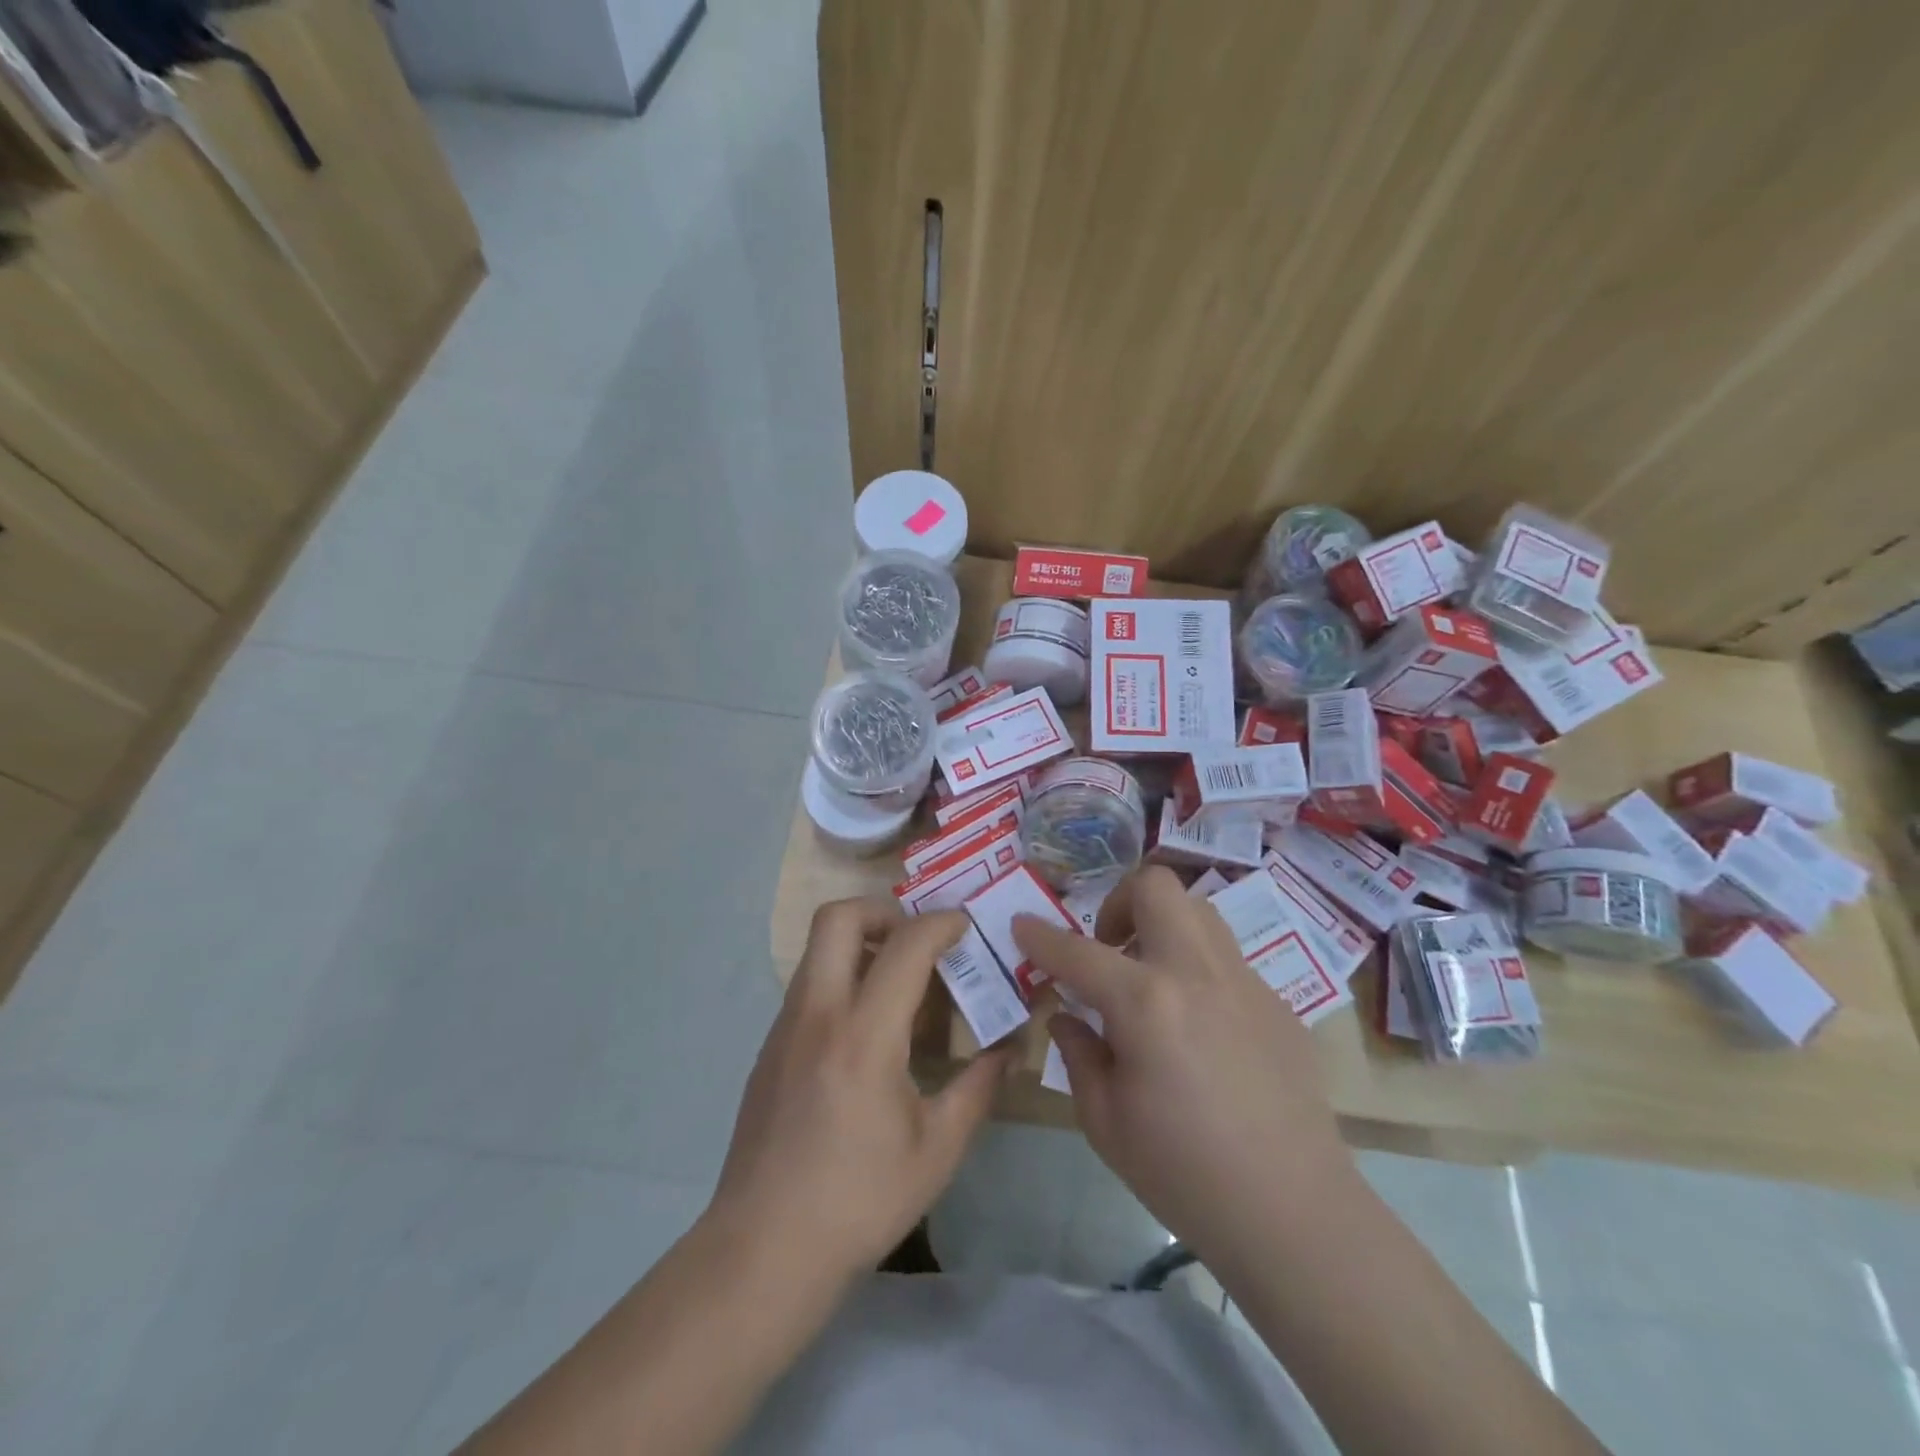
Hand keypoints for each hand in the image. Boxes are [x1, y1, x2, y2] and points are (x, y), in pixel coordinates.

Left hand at [708, 899, 1009, 1288]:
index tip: (966, 927)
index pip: (905, 946)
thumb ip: (979, 1086)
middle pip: (838, 917)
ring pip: (817, 948)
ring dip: (860, 942)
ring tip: (899, 983)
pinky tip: (866, 1032)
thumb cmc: (859, 1201)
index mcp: (864, 1036)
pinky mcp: (769, 1047)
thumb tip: (1010, 1046)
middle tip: (918, 939)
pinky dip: (842, 979)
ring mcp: (785, 1027)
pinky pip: (809, 985)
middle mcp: (818, 1014)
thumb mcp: (938, 1149)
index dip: (942, 924)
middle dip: (883, 910)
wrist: (763, 1250)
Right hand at [1012, 867, 1356, 1270]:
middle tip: (1107, 947)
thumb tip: (1068, 1017)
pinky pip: (1227, 959)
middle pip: (1156, 887)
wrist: (1294, 1213)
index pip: (1077, 951)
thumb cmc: (1184, 1174)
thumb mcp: (1105, 1122)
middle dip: (1119, 900)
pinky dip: (1197, 969)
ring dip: (1163, 925)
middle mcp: (1196, 972)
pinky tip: (1197, 1026)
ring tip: (1150, 977)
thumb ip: (1080, 1054)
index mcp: (1146, 1002)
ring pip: (1199, 911)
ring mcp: (1244, 981)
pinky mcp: (1277, 1003)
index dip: (1040, 935)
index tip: (1022, 924)